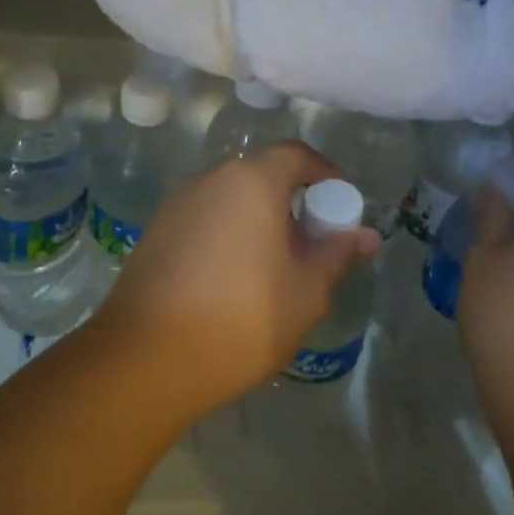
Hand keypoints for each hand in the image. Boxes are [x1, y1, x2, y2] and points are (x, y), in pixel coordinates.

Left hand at [94, 141, 380, 419]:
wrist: (147, 359)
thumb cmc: (241, 319)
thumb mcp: (306, 292)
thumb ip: (337, 255)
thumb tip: (366, 235)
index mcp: (250, 182)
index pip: (296, 155)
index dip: (324, 174)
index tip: (340, 206)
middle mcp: (208, 179)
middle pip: (260, 176)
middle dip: (291, 203)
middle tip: (311, 245)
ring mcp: (174, 205)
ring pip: (229, 200)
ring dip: (257, 221)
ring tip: (273, 269)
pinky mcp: (153, 234)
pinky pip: (203, 221)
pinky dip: (227, 236)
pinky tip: (232, 280)